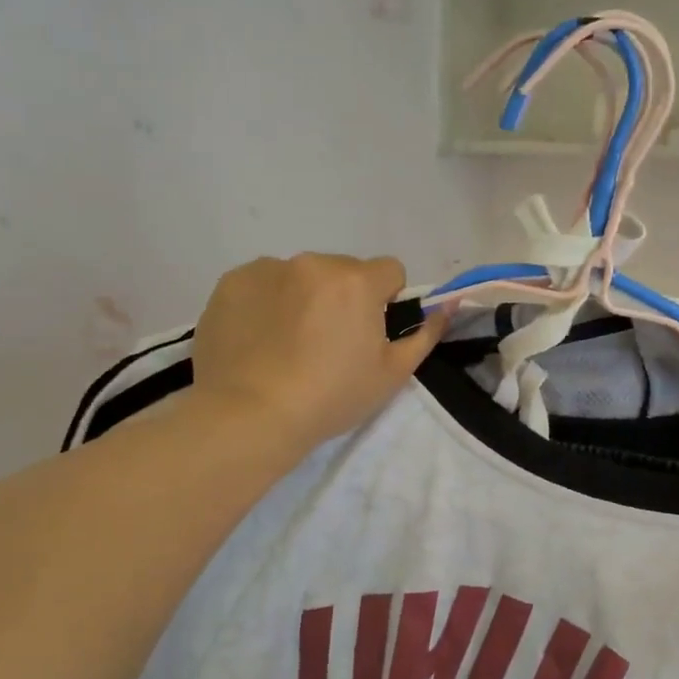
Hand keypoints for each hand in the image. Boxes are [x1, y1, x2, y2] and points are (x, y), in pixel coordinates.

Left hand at [190, 253, 445, 452]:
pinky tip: (259, 340)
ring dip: (303, 297)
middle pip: (343, 271)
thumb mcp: (392, 374)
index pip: (390, 270)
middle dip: (343, 297)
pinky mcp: (231, 283)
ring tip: (287, 345)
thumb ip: (425, 334)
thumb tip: (447, 305)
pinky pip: (262, 284)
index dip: (386, 301)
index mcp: (357, 281)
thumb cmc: (331, 397)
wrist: (250, 415)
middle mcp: (313, 263)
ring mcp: (267, 269)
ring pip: (301, 276)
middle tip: (328, 345)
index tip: (370, 334)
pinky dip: (266, 303)